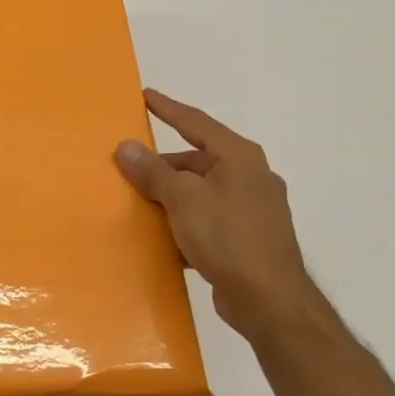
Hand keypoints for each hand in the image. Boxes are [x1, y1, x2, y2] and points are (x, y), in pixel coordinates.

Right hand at [114, 89, 329, 337]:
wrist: (269, 299)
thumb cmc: (227, 237)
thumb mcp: (183, 199)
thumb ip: (153, 171)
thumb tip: (125, 146)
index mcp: (239, 157)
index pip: (196, 122)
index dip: (168, 109)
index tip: (145, 96)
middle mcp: (250, 176)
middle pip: (197, 160)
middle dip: (164, 165)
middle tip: (131, 168)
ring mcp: (252, 209)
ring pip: (202, 192)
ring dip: (172, 197)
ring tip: (140, 203)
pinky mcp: (248, 239)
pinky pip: (208, 220)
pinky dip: (185, 222)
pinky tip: (163, 237)